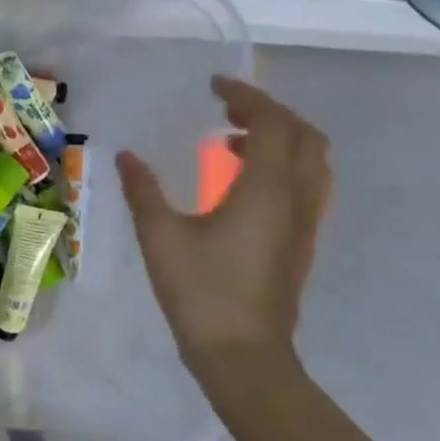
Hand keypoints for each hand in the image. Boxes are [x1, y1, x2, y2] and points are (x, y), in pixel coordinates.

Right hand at [116, 76, 329, 399]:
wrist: (243, 355)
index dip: (247, 97)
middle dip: (269, 112)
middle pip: (304, 136)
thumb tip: (126, 157)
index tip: (215, 86)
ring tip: (233, 141)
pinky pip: (306, 186)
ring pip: (312, 162)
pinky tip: (242, 183)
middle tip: (227, 108)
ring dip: (280, 138)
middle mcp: (295, 199)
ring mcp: (304, 223)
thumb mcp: (160, 235)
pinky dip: (282, 166)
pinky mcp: (301, 243)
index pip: (272, 123)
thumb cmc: (200, 291)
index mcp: (265, 190)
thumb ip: (143, 190)